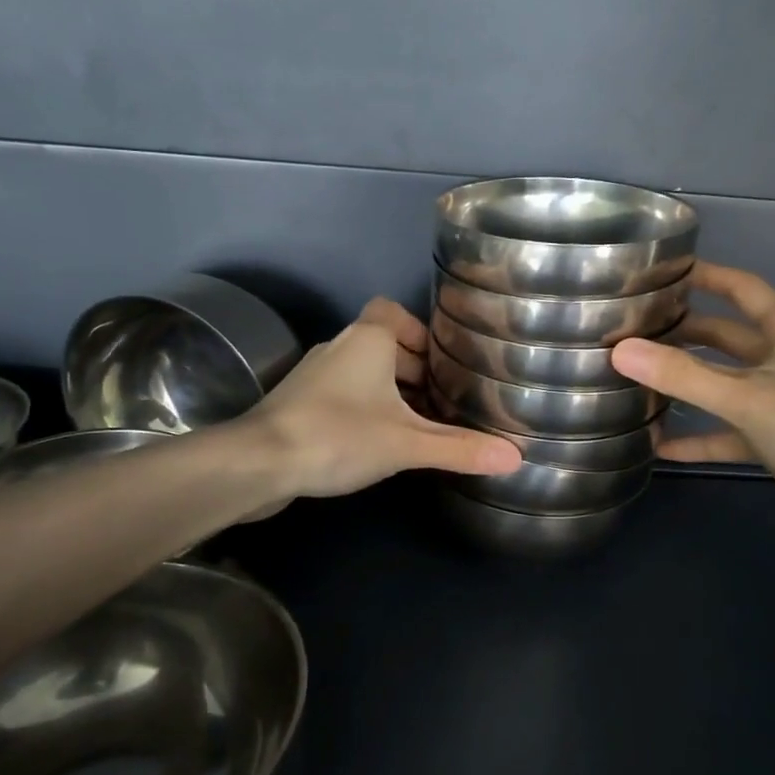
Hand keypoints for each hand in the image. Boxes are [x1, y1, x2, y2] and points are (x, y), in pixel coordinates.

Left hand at [248, 298, 521, 504]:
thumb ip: (459, 448)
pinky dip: (362, 407)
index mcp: (367, 339)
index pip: (392, 311)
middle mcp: (338, 347)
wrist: (258, 462)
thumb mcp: (407, 443)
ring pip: (361, 371)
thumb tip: (515, 458)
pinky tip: (376, 441)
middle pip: (382, 344)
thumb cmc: (338, 435)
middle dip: (412, 368)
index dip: (418, 331)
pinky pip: (341, 394)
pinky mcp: (297, 403)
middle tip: (442, 398)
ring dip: (387, 390)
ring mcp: (313, 375)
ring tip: (417, 422)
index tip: (441, 362)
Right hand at [612, 263, 774, 533]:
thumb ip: (681, 375)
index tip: (665, 272)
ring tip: (640, 381)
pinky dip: (700, 436)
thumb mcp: (743, 397)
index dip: (707, 276)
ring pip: (725, 383)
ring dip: (688, 385)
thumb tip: (620, 350)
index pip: (743, 289)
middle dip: (685, 334)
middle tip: (637, 331)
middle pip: (726, 337)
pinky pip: (729, 430)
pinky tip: (662, 446)